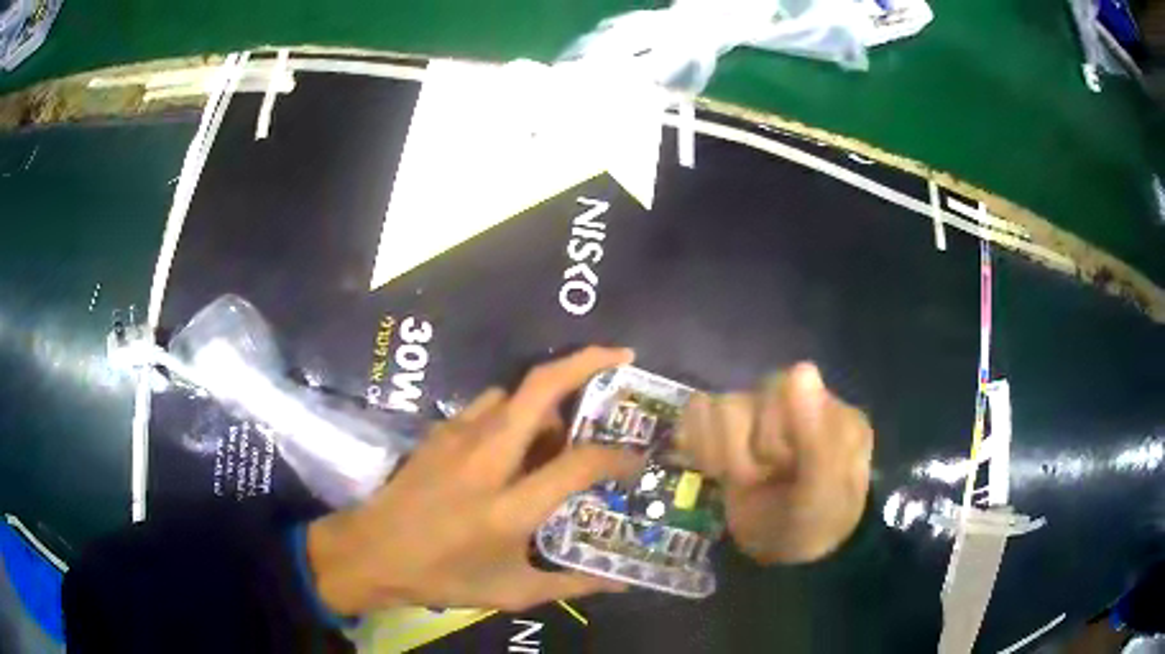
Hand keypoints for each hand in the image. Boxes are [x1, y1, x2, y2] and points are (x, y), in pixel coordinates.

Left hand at [307, 347, 643, 614]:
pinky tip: (514, 441)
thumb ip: (572, 584)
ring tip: (565, 424)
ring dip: (547, 398)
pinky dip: (513, 411)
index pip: (578, 463)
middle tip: (621, 357)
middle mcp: (487, 459)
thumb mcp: (512, 591)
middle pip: (541, 388)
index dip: (617, 455)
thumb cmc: (443, 577)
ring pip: (515, 392)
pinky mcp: (439, 431)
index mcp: (509, 506)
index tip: (636, 458)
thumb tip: (620, 582)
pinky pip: (488, 405)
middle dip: (587, 361)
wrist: (371, 552)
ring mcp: (458, 437)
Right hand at [676, 363, 872, 564]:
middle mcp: (797, 405)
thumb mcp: (823, 492)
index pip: (785, 389)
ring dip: (721, 454)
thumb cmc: (815, 524)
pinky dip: (698, 444)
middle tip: (762, 482)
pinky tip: (714, 470)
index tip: (786, 469)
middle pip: (746, 401)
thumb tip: (801, 368)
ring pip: (717, 408)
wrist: (786, 559)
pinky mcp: (730, 431)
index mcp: (831, 411)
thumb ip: (816, 436)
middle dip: (744, 454)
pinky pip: (697, 413)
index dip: (773, 434)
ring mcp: (762, 417)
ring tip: (737, 481)